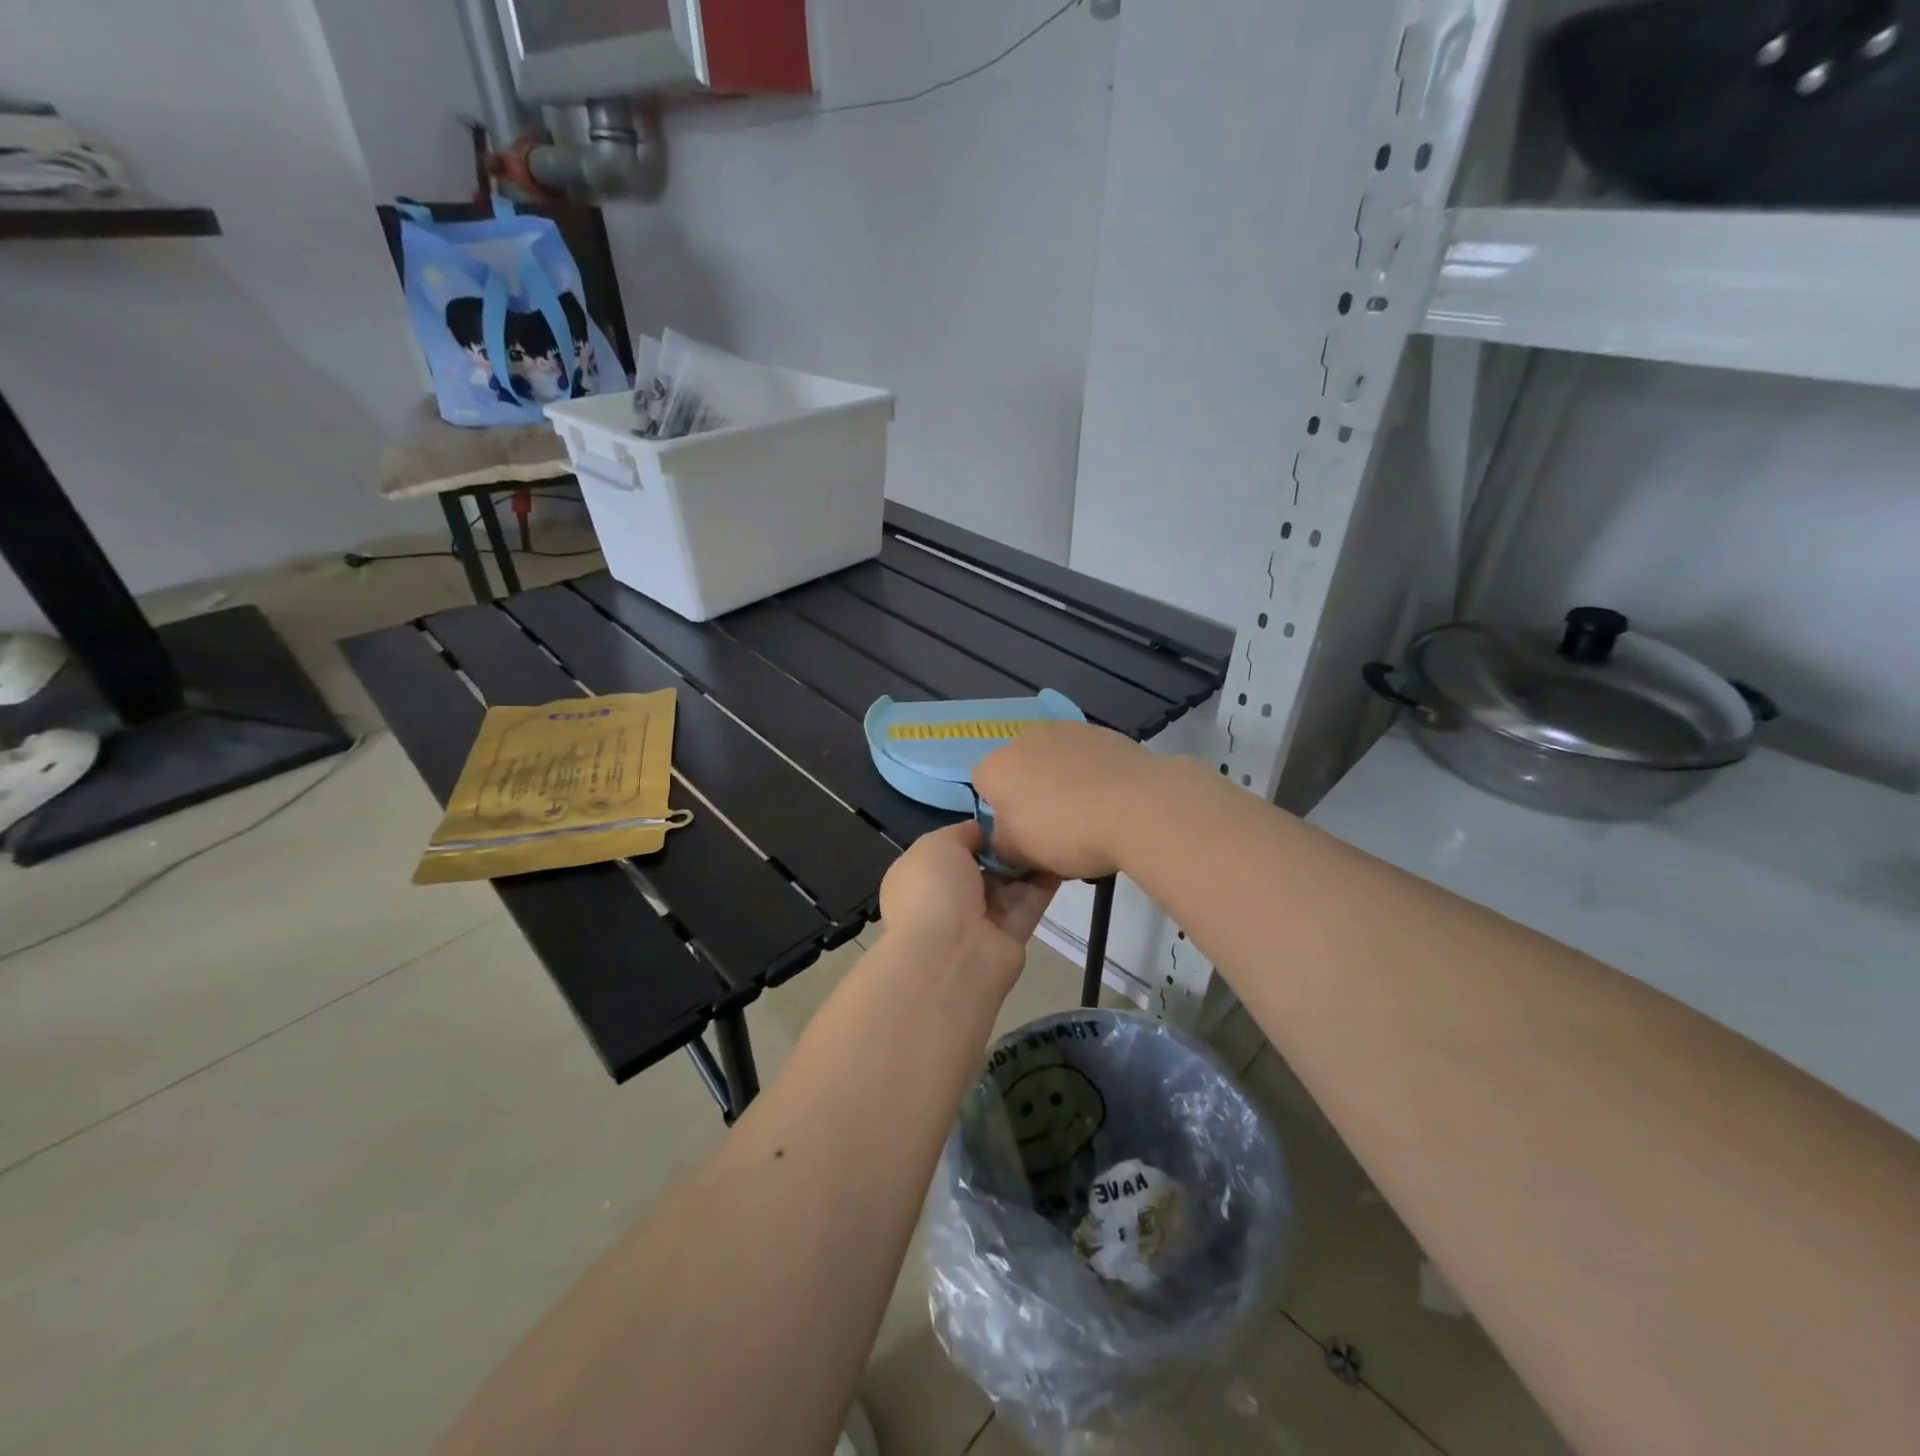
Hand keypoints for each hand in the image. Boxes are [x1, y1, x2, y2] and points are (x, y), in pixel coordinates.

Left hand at [878, 823, 1058, 990]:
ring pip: (1008, 883)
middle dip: (1003, 846)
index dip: (974, 833)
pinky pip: (1030, 901)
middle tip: (1032, 819)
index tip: (1000, 815)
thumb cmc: (933, 889)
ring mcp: (980, 919)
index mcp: (920, 877)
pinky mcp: (1011, 935)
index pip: (949, 850)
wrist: (952, 954)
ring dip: (1027, 861)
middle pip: (982, 866)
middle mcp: (947, 898)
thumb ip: (962, 833)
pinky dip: (1046, 881)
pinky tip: (1062, 854)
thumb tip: (983, 832)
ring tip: (1052, 830)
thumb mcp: (937, 844)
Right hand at [972, 722, 1165, 881]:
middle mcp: (1026, 738)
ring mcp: (1068, 730)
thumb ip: (1001, 846)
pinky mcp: (1104, 732)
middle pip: (1019, 770)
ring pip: (1054, 761)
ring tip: (1090, 817)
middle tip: (1055, 830)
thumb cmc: (1069, 832)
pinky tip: (1113, 801)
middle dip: (1031, 795)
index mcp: (997, 767)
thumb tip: (1004, 839)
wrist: (1141, 806)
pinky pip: (1087, 758)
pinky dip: (1092, 775)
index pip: (982, 787)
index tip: (1022, 837)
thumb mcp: (1022, 855)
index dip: (998, 814)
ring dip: (1063, 783)